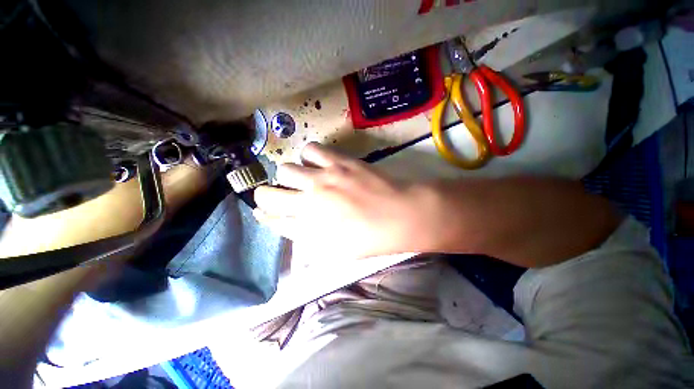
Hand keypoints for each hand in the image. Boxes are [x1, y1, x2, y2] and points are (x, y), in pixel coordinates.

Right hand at [253, 143, 432, 259]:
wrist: (401, 215)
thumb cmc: (371, 238)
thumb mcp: (337, 251)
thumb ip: (309, 240)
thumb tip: (289, 226)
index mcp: (309, 229)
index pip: (271, 220)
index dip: (264, 215)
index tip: (262, 212)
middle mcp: (308, 202)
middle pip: (267, 194)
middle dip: (267, 195)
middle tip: (282, 194)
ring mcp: (323, 178)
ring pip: (285, 168)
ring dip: (290, 175)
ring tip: (304, 178)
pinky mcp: (338, 161)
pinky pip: (310, 150)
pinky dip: (309, 156)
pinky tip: (318, 163)